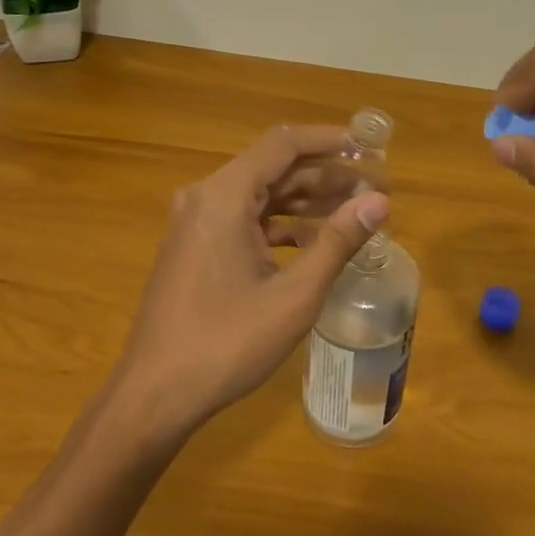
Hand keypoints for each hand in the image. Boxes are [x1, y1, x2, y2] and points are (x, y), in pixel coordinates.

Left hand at [111, 125, 390, 438]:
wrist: (155, 395)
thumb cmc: (227, 343)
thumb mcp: (294, 294)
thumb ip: (338, 241)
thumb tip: (380, 201)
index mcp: (224, 195)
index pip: (284, 144)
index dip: (330, 140)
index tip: (370, 149)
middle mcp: (206, 197)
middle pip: (274, 168)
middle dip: (326, 176)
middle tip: (375, 190)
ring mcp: (196, 223)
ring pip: (260, 195)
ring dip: (306, 201)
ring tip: (355, 212)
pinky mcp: (195, 247)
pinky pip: (244, 220)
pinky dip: (281, 225)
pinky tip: (314, 243)